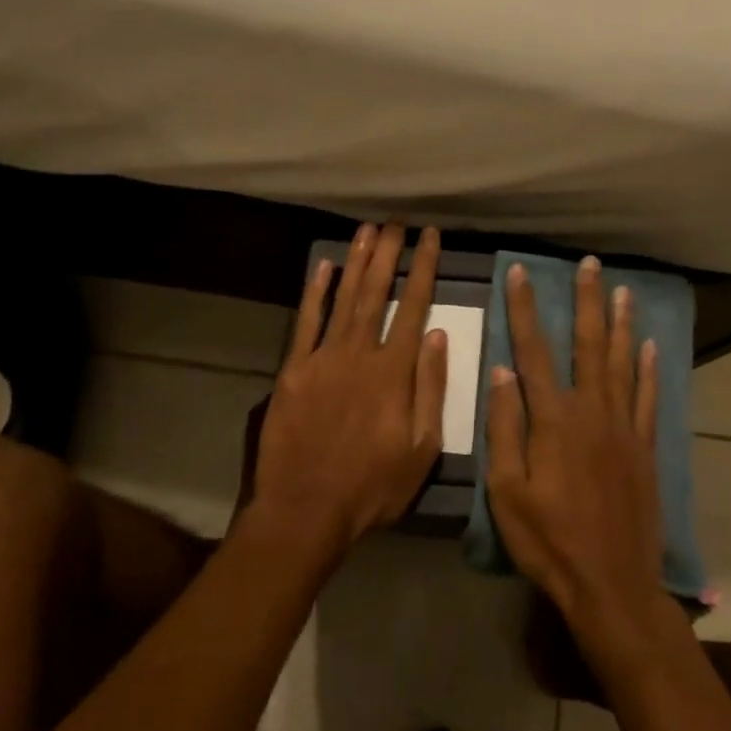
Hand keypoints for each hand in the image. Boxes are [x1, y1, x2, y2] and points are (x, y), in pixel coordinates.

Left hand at [250, 223, 448, 565]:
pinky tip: (324, 266)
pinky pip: (306, 322)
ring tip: (367, 229)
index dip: (423, 268)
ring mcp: (322, 358)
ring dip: (356, 261)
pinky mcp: (293, 370)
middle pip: (376, 292)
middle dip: (388, 252)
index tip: (430, 237)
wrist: (305, 510)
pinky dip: (315, 292)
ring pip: (343, 298)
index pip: (414, 306)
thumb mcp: (422, 448)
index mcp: (394, 371)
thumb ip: (431, 388)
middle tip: (396, 220)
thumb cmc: (372, 486)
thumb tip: (437, 335)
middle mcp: (359, 353)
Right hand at [485, 257, 666, 649]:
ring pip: (623, 363)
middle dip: (586, 301)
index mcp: (553, 419)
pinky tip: (651, 347)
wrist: (611, 583)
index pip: (533, 351)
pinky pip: (648, 399)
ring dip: (621, 324)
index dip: (525, 309)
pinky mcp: (645, 448)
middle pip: (588, 345)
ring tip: (623, 290)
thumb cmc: (549, 541)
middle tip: (590, 264)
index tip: (521, 273)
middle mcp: (592, 411)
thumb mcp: (507, 491)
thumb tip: (501, 371)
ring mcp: (624, 428)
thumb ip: (504, 428)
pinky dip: (649, 370)